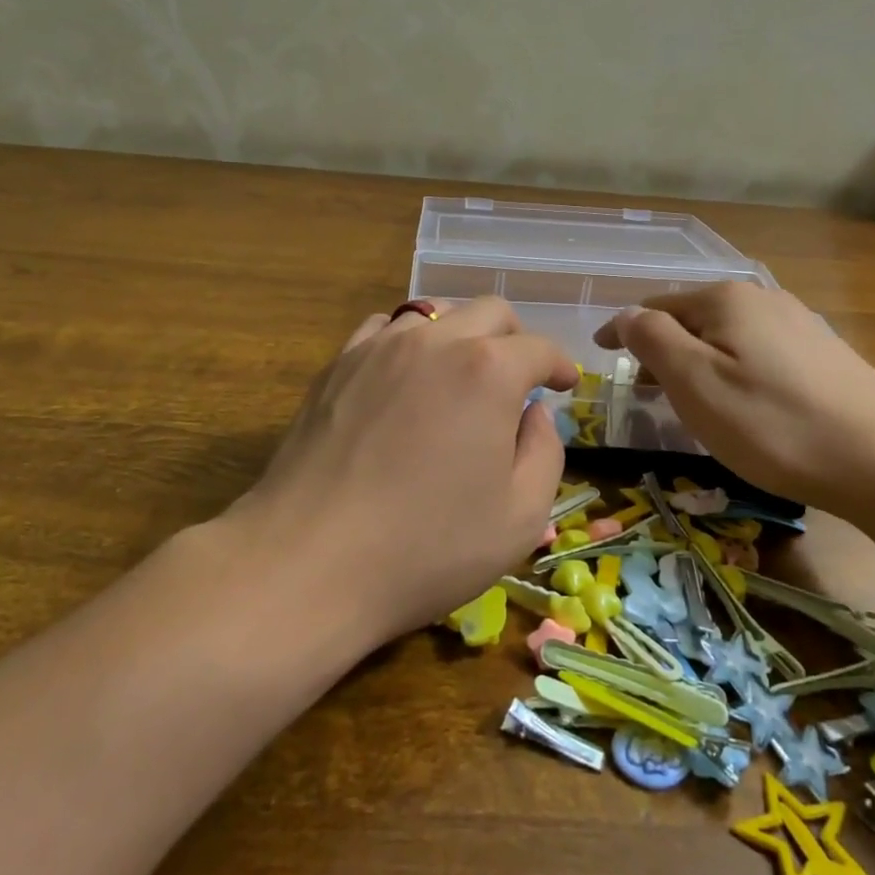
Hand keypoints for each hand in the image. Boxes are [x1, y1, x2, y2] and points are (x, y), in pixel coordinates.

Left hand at [236, 298, 578, 643]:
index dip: (560, 365)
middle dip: (516, 339)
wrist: (310, 562)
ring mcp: (378, 348)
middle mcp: (434, 341)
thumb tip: (534, 413)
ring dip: (461, 334)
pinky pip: (382, 330)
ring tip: (462, 375)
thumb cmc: (427, 547)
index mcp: (487, 371)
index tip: (565, 385)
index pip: (538, 348)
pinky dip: (407, 342)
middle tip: (520, 378)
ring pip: (434, 312)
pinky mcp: (336, 365)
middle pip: (489, 312)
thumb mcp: (520, 517)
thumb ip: (545, 452)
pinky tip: (404, 377)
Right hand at [593, 282, 874, 516]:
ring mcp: (798, 324)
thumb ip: (653, 340)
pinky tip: (740, 402)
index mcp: (725, 299)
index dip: (623, 329)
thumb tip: (626, 315)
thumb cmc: (774, 424)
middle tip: (641, 388)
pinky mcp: (823, 355)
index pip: (655, 306)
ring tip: (684, 398)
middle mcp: (762, 299)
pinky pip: (756, 352)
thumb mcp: (696, 382)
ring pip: (726, 336)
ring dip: (696, 360)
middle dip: (661, 347)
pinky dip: (730, 370)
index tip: (601, 354)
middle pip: (692, 318)